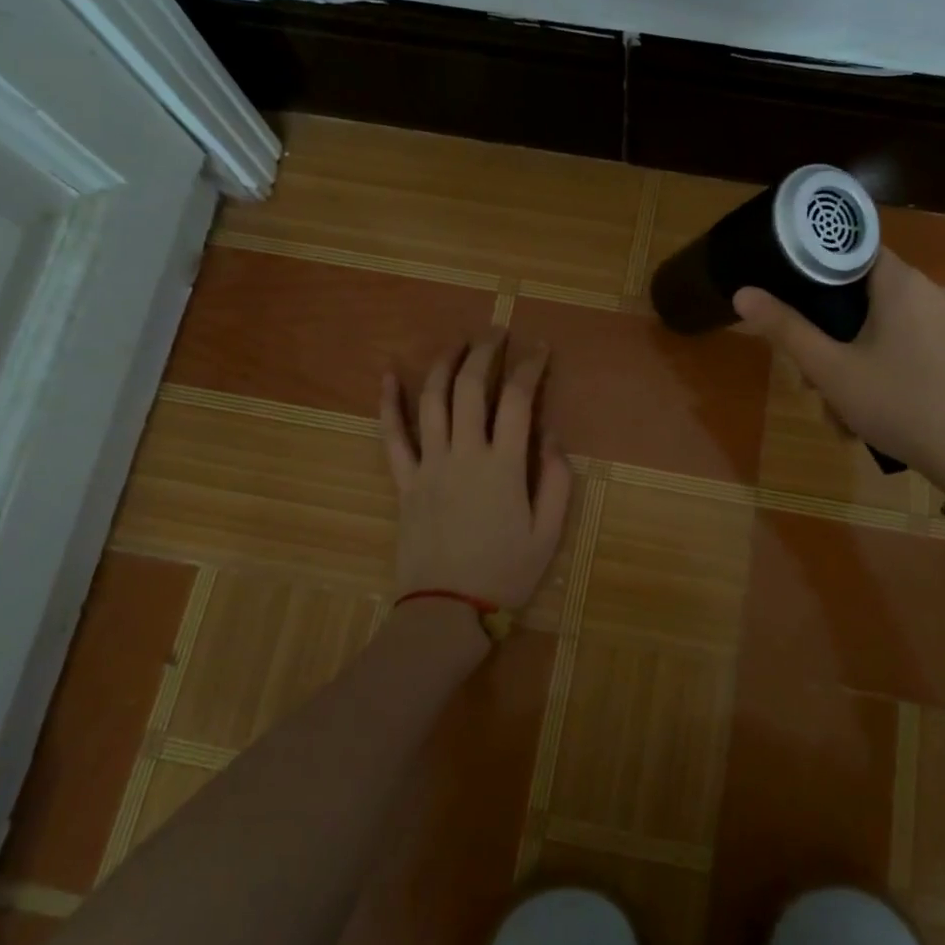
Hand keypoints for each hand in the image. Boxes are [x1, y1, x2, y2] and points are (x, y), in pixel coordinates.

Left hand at [379, 331, 572, 610]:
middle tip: (496, 334)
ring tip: (456, 343)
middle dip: (484, 352)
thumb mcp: (549, 532)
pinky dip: (388, 403)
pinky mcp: (404, 482)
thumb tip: (551, 434)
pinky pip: (392, 436)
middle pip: (470, 387)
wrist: (446, 611)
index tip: (539, 349)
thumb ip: (557, 479)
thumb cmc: (505, 573)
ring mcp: (429, 465)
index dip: (530, 367)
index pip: (517, 399)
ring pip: (431, 401)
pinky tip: (387, 376)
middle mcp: (464, 454)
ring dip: (443, 365)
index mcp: (504, 466)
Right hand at [733, 250, 944, 513]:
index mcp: (902, 282)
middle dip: (833, 335)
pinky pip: (912, 345)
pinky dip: (887, 368)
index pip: (851, 251)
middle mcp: (933, 290)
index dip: (817, 273)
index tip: (794, 305)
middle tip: (814, 380)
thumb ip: (786, 329)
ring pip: (887, 326)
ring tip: (842, 410)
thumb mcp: (831, 370)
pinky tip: (876, 411)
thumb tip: (743, 293)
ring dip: (856, 360)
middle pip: (866, 295)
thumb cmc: (901, 405)